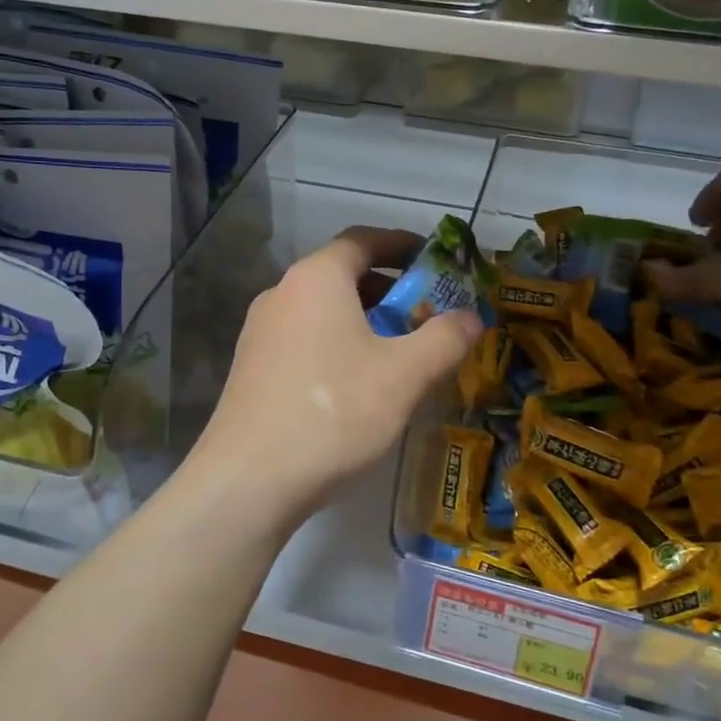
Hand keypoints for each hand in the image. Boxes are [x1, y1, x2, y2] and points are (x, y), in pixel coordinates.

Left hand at [192, 227, 481, 524]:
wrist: (248, 480)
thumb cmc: (334, 412)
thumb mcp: (404, 375)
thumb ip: (445, 338)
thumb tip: (472, 316)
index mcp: (317, 278)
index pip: (364, 240)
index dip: (403, 244)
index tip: (434, 261)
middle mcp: (282, 293)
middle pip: (343, 275)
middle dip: (389, 290)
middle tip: (425, 316)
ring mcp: (260, 331)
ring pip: (323, 310)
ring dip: (364, 321)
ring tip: (397, 355)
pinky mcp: (251, 368)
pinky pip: (305, 339)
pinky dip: (338, 345)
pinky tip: (357, 387)